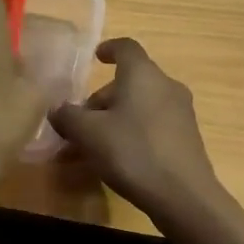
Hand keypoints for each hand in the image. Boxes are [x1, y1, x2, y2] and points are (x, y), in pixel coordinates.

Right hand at [49, 38, 226, 224]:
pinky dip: (133, 132)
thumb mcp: (89, 134)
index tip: (96, 57)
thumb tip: (56, 109)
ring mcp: (181, 112)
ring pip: (141, 105)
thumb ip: (68, 116)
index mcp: (143, 74)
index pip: (126, 48)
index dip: (109, 49)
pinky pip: (153, 124)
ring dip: (116, 118)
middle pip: (131, 81)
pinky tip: (119, 158)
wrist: (184, 196)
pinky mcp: (187, 137)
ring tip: (94, 145)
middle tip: (80, 122)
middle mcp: (166, 86)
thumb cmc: (133, 152)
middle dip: (103, 98)